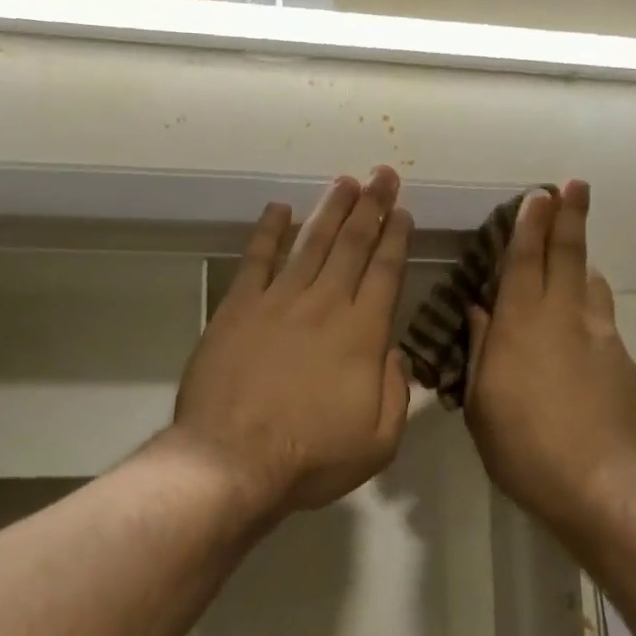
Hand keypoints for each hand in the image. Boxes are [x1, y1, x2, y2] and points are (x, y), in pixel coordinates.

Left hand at [173, 167, 413, 515]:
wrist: (232, 461)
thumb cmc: (310, 458)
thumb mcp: (379, 442)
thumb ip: (395, 392)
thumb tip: (393, 353)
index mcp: (362, 335)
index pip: (386, 273)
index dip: (397, 238)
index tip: (403, 210)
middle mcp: (324, 305)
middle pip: (352, 246)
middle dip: (371, 206)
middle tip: (382, 174)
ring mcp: (277, 302)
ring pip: (311, 243)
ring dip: (330, 209)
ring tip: (345, 181)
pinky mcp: (237, 308)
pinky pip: (256, 259)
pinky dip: (269, 231)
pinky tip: (279, 209)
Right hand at [464, 181, 635, 536]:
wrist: (599, 484)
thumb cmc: (523, 448)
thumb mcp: (481, 404)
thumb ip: (480, 351)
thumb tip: (479, 312)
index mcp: (521, 326)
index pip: (525, 261)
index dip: (531, 225)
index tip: (539, 194)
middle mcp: (564, 319)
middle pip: (568, 257)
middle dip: (569, 219)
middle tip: (575, 187)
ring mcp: (601, 338)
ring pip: (592, 285)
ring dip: (582, 262)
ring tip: (576, 256)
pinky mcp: (624, 363)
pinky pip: (603, 321)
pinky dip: (591, 308)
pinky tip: (583, 327)